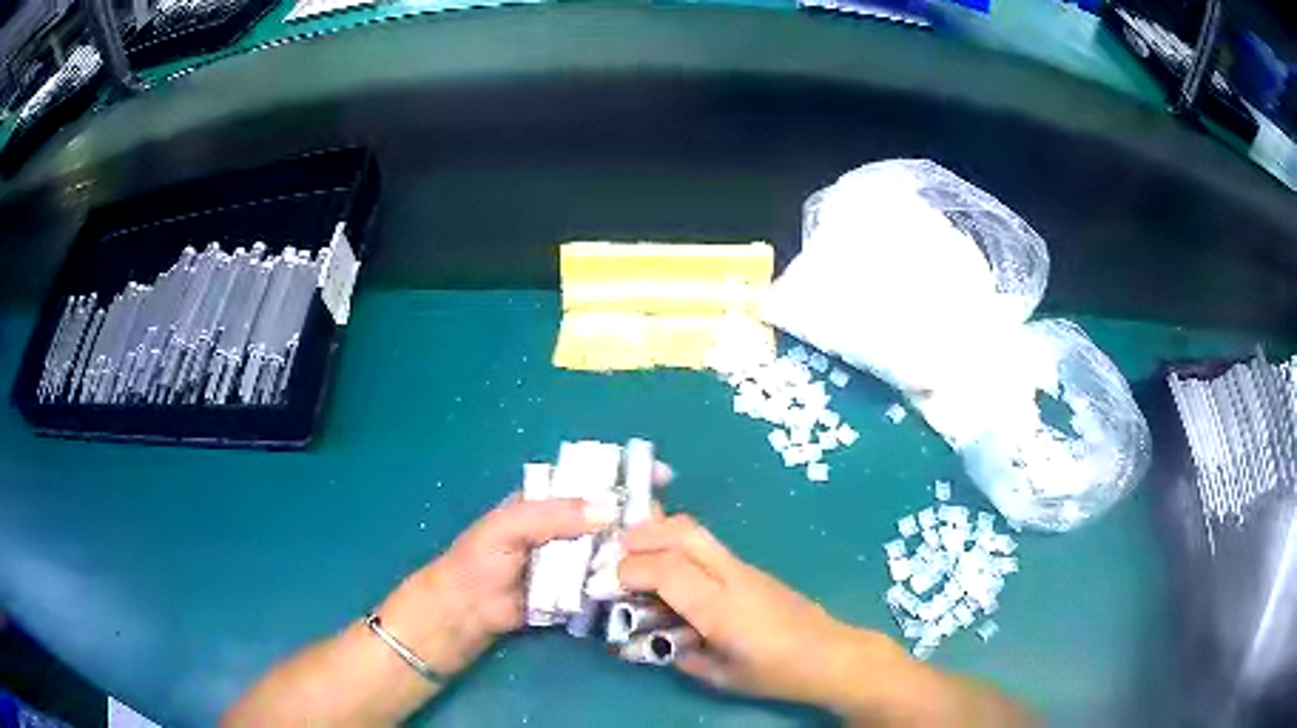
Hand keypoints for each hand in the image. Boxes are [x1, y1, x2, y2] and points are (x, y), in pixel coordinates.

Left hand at [378, 462, 672, 677]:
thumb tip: (608, 509)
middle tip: (662, 524)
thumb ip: (553, 514)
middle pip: (612, 515)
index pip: (593, 479)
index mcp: (550, 500)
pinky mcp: (581, 589)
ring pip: (615, 548)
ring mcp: (576, 559)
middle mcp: (568, 526)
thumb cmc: (482, 558)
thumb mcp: (510, 525)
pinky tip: (649, 581)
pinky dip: (627, 580)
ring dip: (636, 550)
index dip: (625, 475)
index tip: (662, 476)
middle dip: (638, 516)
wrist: (470, 609)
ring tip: (662, 553)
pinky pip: (609, 579)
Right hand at [617, 516, 1031, 726]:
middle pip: (684, 531)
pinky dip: (680, 546)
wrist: (832, 655)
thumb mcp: (721, 676)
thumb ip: (680, 654)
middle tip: (615, 551)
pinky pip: (709, 547)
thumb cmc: (777, 672)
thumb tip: (650, 638)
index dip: (630, 570)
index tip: (607, 583)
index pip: (667, 570)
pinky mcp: (753, 569)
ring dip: (660, 533)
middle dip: (642, 533)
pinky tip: (671, 571)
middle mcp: (731, 576)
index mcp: (721, 607)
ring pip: (697, 531)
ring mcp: (745, 568)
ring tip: (635, 554)